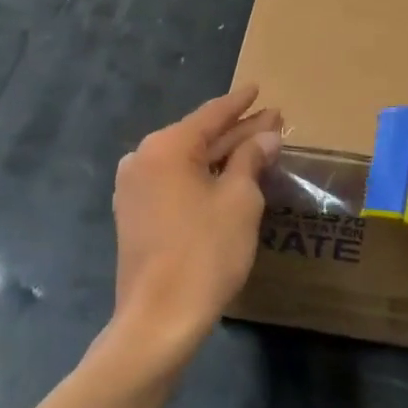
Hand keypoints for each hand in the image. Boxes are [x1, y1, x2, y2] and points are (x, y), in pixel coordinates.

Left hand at [110, 86, 281, 356]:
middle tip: (272, 120)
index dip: (240, 103)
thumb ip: (251, 159)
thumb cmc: (205, 252)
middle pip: (199, 136)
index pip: (211, 115)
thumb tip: (267, 137)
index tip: (258, 88)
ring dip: (222, 154)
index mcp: (167, 146)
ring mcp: (134, 187)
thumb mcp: (239, 200)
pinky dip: (203, 176)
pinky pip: (175, 180)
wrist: (158, 319)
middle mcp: (143, 158)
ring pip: (188, 160)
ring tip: (257, 145)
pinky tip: (228, 176)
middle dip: (237, 130)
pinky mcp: (135, 213)